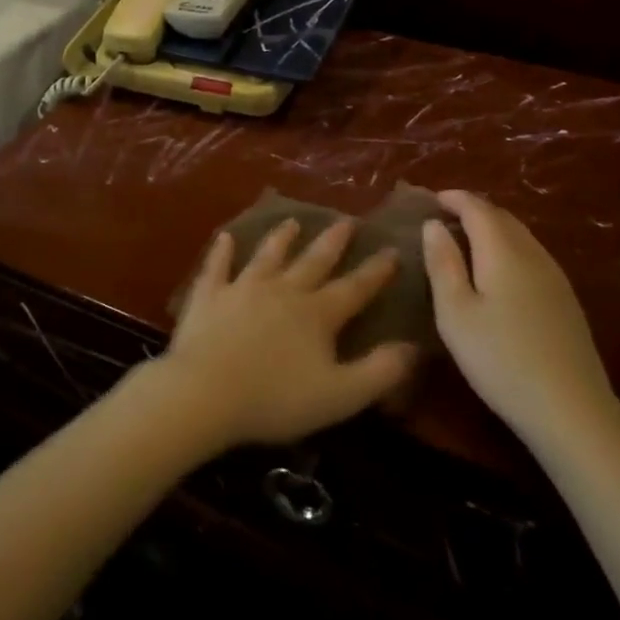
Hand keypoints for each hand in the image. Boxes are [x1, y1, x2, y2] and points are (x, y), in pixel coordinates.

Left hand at [158, 217, 417, 448]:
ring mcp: (243, 288)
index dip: (376, 271)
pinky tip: (226, 237)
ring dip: (282, 238)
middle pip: (313, 262)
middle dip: (333, 242)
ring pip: (268, 256)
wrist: (206, 392)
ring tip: (293, 221)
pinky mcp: (209, 296)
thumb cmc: (276, 399)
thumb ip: (380, 371)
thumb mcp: (341, 395)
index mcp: (317, 314)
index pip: (354, 288)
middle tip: (346, 221)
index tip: (393, 250)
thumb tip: (413, 347)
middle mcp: (283, 290)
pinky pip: (217, 267)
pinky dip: (222, 251)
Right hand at [423, 190, 619, 444]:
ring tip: (465, 243)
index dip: (453, 198)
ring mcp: (555, 277)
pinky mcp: (566, 300)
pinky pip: (531, 256)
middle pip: (502, 217)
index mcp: (503, 251)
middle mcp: (533, 254)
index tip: (430, 200)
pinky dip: (508, 249)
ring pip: (520, 236)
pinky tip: (497, 274)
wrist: (571, 410)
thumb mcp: (455, 312)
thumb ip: (442, 263)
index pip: (477, 207)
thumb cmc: (500, 359)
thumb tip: (433, 224)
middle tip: (443, 219)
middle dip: (472, 210)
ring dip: (492, 230)